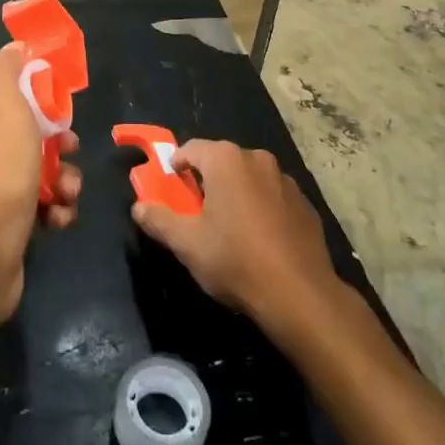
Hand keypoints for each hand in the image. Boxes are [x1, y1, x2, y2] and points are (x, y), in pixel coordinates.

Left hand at [0, 42, 82, 332]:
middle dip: (61, 137)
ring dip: (67, 177)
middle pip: (34, 127)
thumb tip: (15, 46)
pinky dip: (59, 208)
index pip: (11, 85)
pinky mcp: (11, 221)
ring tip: (68, 193)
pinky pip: (45, 202)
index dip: (39, 86)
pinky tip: (60, 218)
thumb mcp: (2, 108)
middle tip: (69, 148)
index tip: (62, 96)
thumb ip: (6, 71)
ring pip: (45, 166)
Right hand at [131, 139, 338, 334]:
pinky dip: (262, 209)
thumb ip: (159, 220)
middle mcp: (257, 159)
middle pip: (221, 161)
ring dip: (236, 194)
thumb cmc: (235, 260)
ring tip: (230, 229)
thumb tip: (139, 207)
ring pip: (249, 179)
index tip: (170, 189)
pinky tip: (260, 241)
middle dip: (207, 181)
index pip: (190, 149)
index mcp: (225, 160)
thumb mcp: (187, 244)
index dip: (176, 167)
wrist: (300, 295)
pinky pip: (273, 197)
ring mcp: (285, 180)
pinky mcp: (305, 204)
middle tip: (197, 213)